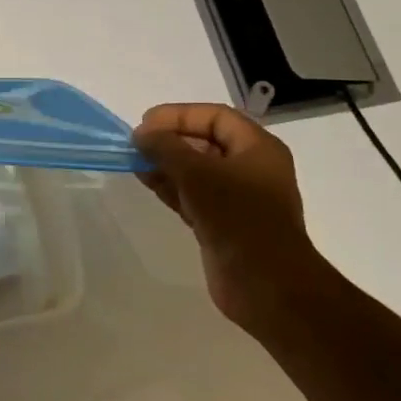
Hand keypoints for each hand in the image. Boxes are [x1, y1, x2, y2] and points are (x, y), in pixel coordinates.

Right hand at [132, 102, 324, 326]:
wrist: (266, 285)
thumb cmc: (239, 218)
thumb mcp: (198, 174)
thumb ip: (166, 148)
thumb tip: (141, 135)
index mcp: (258, 148)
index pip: (215, 117)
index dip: (179, 115)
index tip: (145, 124)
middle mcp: (250, 168)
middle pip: (205, 142)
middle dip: (170, 140)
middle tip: (137, 144)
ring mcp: (237, 198)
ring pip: (196, 170)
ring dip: (166, 163)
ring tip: (134, 162)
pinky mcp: (222, 223)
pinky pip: (192, 194)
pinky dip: (170, 186)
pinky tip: (147, 182)